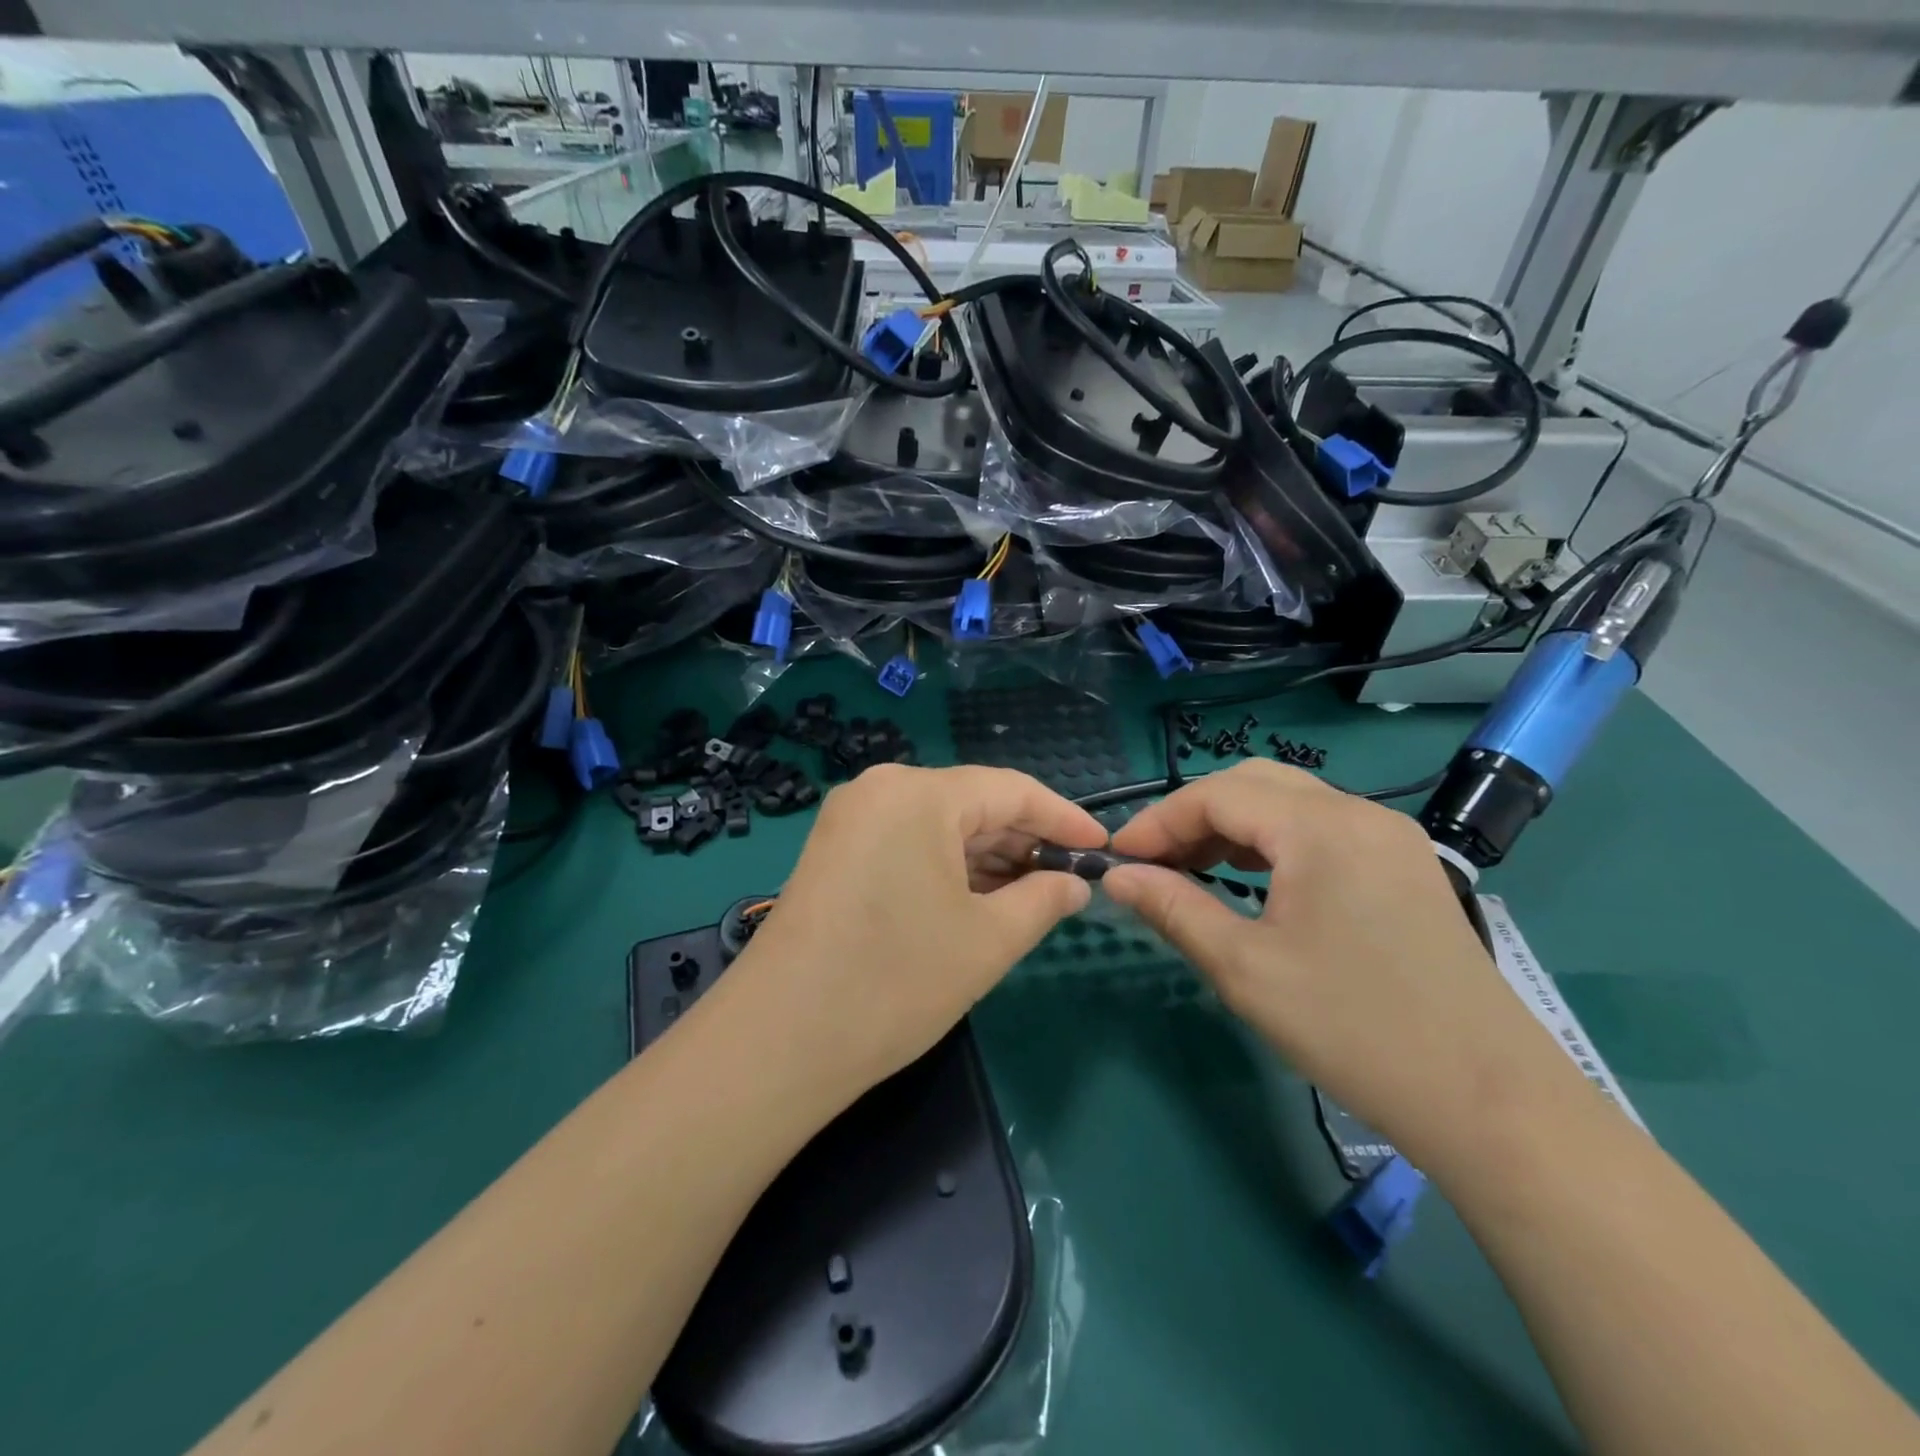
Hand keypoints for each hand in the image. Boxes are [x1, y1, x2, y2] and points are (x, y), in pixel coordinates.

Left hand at [721, 764, 1106, 1099]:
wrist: (779, 1040)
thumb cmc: (896, 981)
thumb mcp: (987, 941)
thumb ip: (1043, 900)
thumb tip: (1075, 885)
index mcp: (919, 793)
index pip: (1011, 790)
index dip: (1063, 818)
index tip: (1102, 847)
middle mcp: (880, 789)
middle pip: (972, 803)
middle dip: (1024, 840)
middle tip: (1070, 878)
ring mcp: (850, 819)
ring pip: (938, 825)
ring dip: (987, 856)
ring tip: (1033, 892)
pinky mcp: (834, 852)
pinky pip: (907, 843)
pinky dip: (947, 866)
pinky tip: (978, 897)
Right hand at [1101, 762, 1582, 1167]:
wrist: (1490, 1102)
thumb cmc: (1353, 1029)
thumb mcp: (1245, 969)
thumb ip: (1173, 909)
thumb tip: (1117, 877)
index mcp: (1321, 827)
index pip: (1217, 794)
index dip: (1157, 821)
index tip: (1117, 858)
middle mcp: (1359, 813)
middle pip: (1252, 784)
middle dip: (1192, 816)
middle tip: (1153, 863)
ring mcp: (1389, 837)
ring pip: (1288, 804)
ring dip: (1231, 828)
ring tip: (1190, 871)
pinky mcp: (1404, 866)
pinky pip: (1321, 831)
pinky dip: (1272, 844)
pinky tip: (1251, 881)